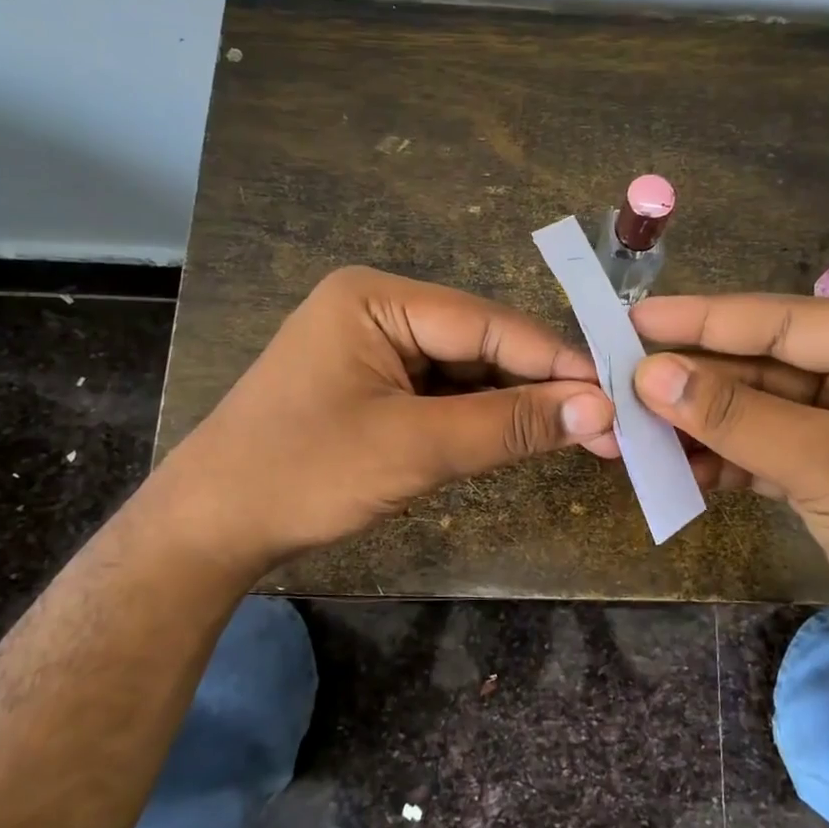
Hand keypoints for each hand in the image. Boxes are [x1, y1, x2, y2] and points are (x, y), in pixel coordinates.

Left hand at [166, 267, 614, 569]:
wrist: (210, 529)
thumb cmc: (303, 474)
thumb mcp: (415, 448)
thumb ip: (509, 425)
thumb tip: (601, 410)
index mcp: (376, 298)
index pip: (488, 324)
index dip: (555, 360)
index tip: (617, 391)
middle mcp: (378, 310)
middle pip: (481, 344)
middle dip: (540, 386)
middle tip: (608, 422)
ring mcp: (375, 349)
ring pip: (467, 372)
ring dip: (516, 405)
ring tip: (582, 432)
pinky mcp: (375, 386)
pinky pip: (444, 395)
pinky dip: (482, 419)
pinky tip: (524, 436)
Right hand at [630, 294, 828, 702]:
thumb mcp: (828, 467)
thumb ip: (737, 417)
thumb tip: (649, 374)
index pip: (780, 320)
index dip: (702, 319)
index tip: (632, 319)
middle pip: (759, 363)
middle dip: (692, 378)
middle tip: (616, 378)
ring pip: (752, 408)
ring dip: (697, 421)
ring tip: (630, 426)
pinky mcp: (823, 470)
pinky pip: (758, 448)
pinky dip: (719, 458)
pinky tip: (673, 466)